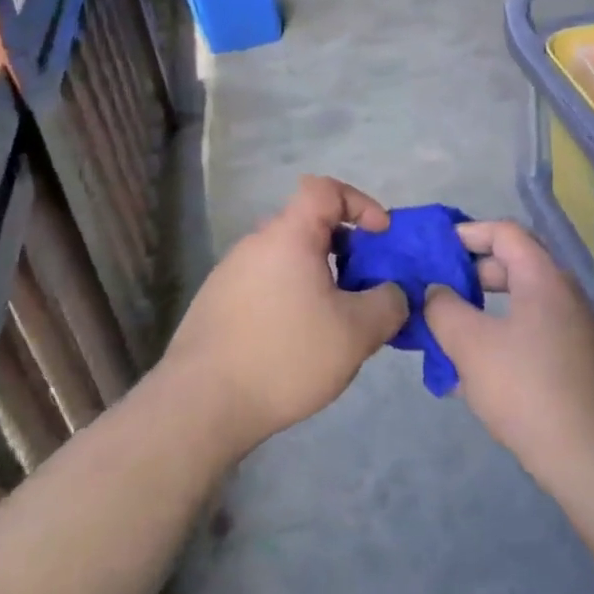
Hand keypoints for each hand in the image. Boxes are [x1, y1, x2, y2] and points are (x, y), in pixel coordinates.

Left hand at [162, 176, 406, 454]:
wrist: (200, 404)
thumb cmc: (285, 355)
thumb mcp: (357, 333)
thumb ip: (388, 303)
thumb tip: (393, 293)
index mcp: (288, 236)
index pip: (325, 189)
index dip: (360, 203)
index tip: (380, 237)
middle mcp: (256, 244)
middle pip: (308, 226)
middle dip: (346, 250)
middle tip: (365, 290)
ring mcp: (230, 273)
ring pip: (288, 260)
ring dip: (319, 279)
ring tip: (335, 324)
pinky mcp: (217, 304)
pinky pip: (267, 285)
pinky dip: (292, 299)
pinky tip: (297, 344)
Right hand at [424, 220, 593, 482]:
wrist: (590, 458)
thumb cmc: (526, 389)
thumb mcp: (470, 345)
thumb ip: (443, 309)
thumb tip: (436, 291)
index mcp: (543, 278)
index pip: (505, 232)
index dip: (467, 233)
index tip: (434, 250)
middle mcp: (564, 295)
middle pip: (512, 266)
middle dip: (468, 275)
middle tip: (435, 293)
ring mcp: (573, 330)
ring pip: (518, 305)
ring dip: (480, 312)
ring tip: (445, 333)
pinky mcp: (574, 363)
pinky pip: (530, 335)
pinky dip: (499, 339)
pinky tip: (470, 374)